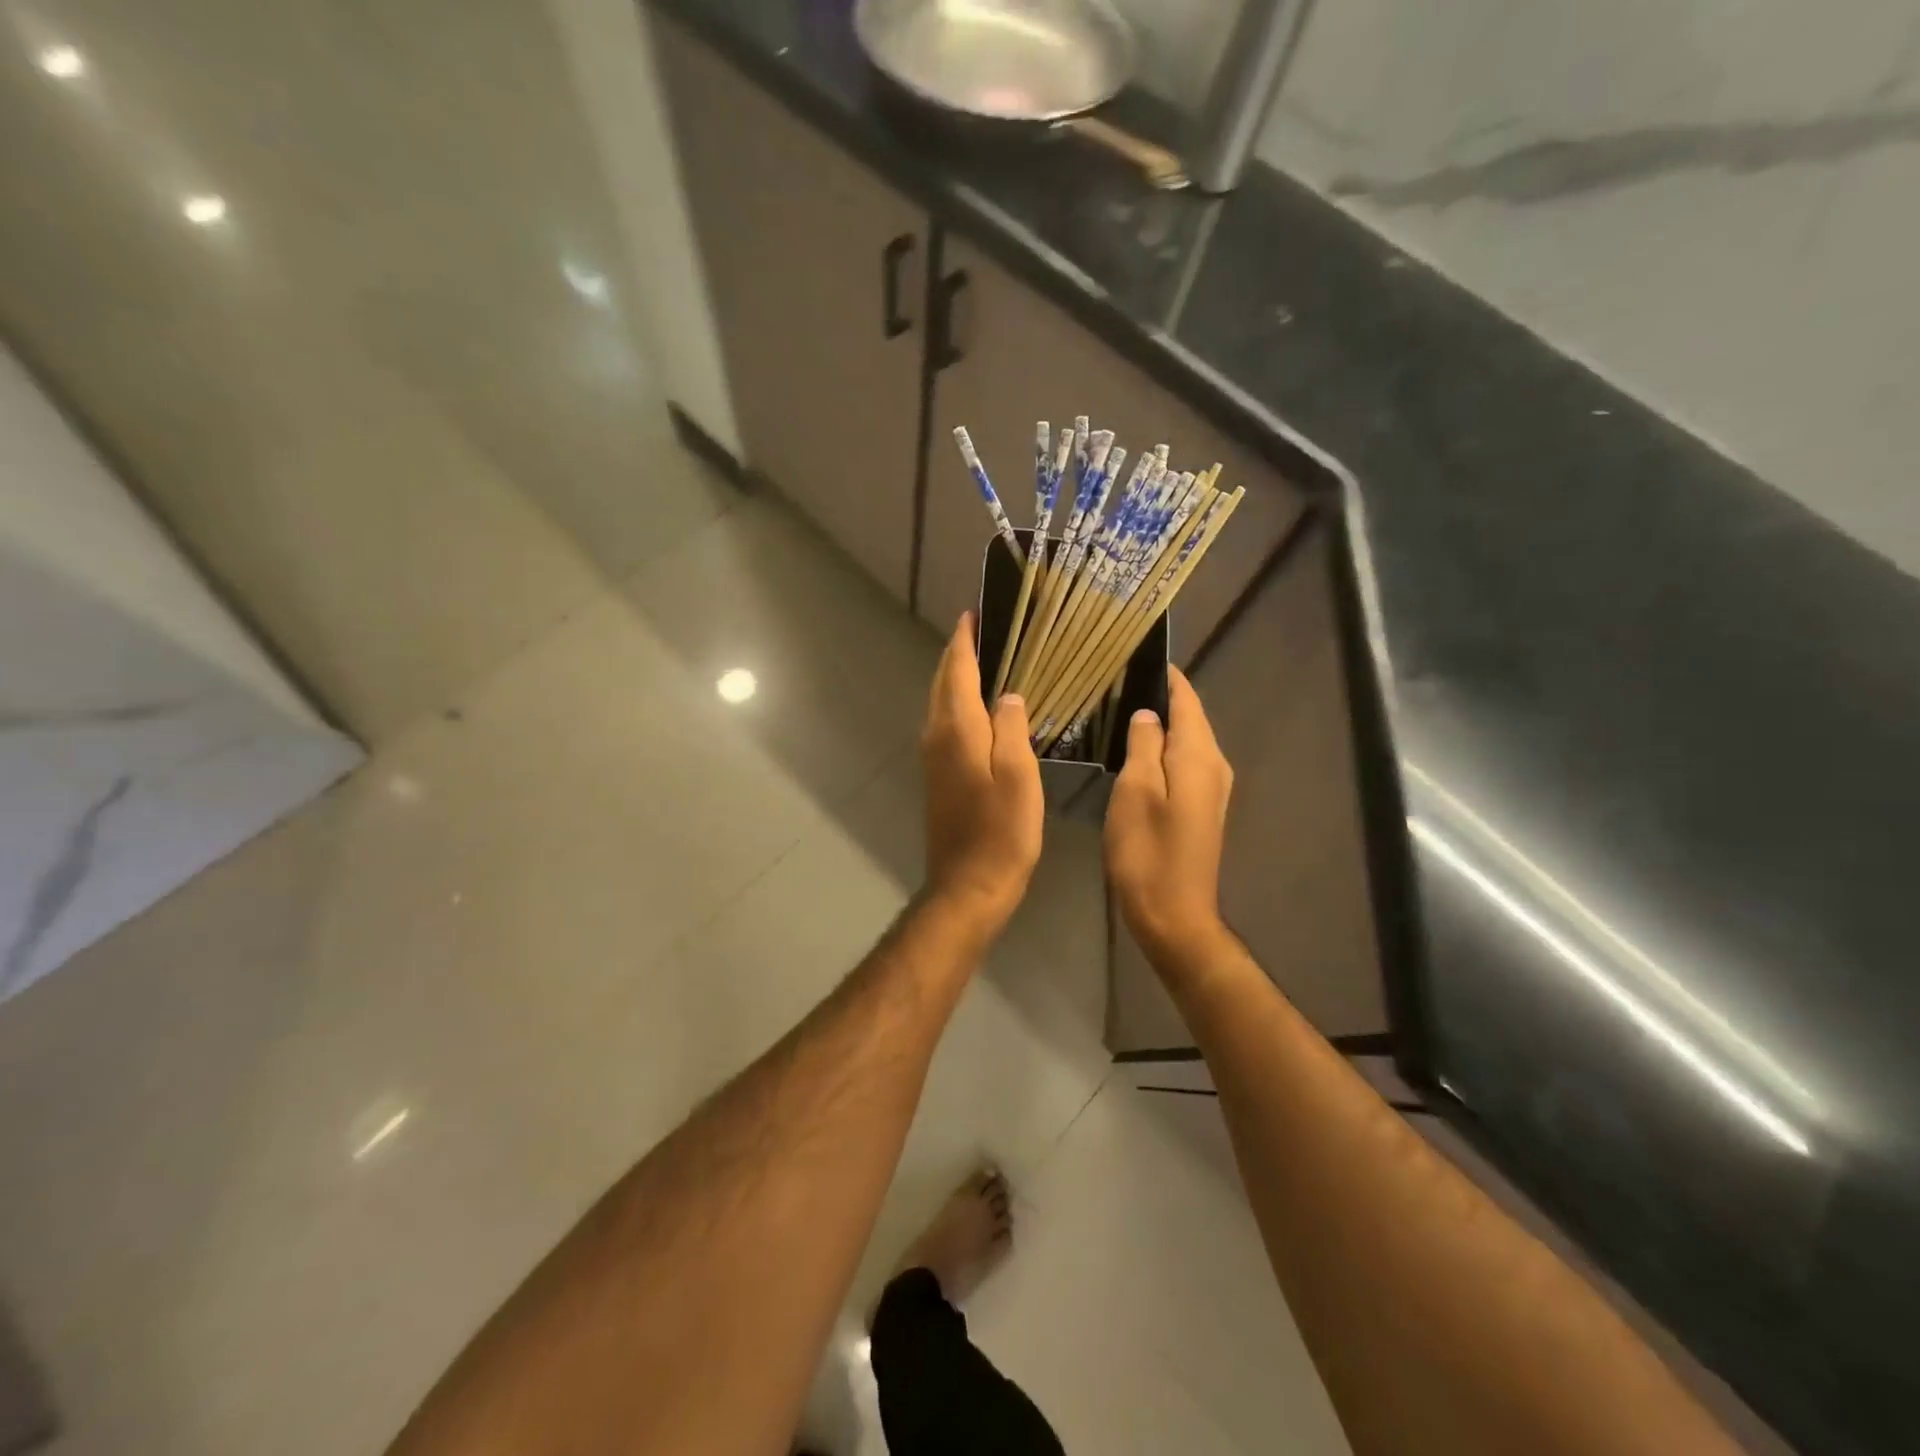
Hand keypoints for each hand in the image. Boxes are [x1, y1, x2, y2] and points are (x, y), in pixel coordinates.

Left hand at [921, 613, 1043, 932]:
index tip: (973, 614)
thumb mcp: (1018, 776)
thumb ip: (1012, 728)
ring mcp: (933, 759)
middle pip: (943, 684)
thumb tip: (1008, 694)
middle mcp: (937, 737)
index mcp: (957, 730)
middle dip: (958, 654)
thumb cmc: (1001, 832)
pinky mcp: (938, 778)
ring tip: (984, 660)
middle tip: (981, 630)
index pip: (957, 671)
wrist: (968, 885)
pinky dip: (959, 704)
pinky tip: (980, 710)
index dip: (964, 641)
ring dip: (956, 678)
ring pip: (941, 704)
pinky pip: (946, 725)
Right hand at [1104, 666, 1232, 956]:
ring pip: (1187, 742)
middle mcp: (1214, 766)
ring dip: (1161, 725)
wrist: (1173, 913)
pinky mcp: (1202, 809)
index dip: (1167, 677)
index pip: (1186, 701)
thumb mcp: (1136, 791)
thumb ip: (1143, 746)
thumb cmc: (1148, 851)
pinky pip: (1184, 764)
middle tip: (1120, 681)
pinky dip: (1163, 750)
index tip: (1138, 656)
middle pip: (1190, 719)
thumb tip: (1146, 714)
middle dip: (1162, 698)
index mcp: (1198, 756)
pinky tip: (1137, 752)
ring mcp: (1212, 790)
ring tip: (1123, 709)